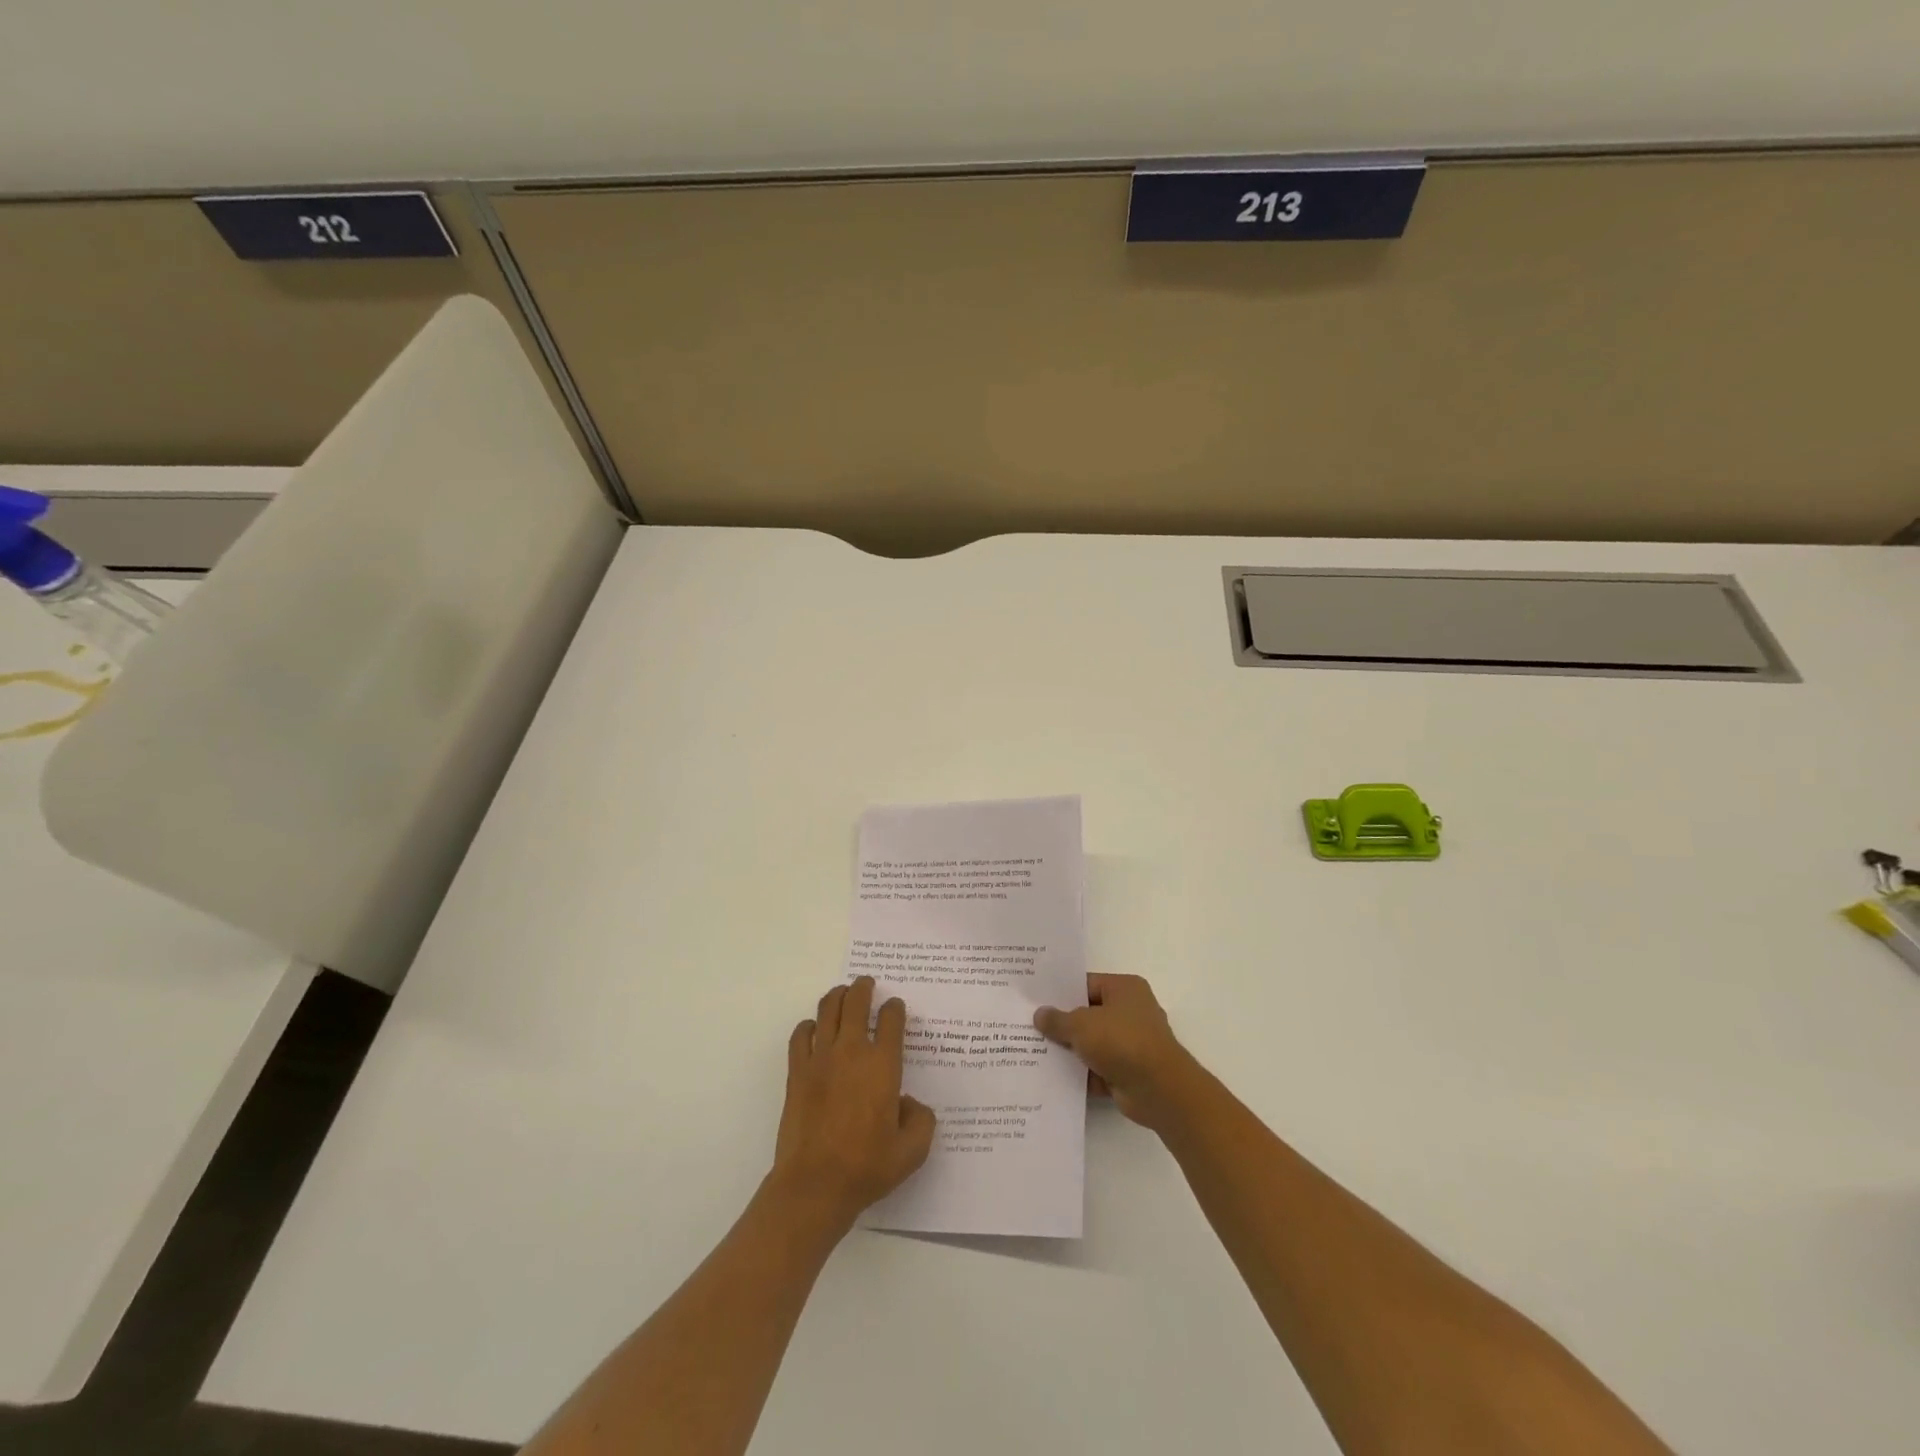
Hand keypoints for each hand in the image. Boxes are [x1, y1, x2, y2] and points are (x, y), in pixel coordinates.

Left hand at [770, 977, 935, 1230]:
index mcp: (883, 1065)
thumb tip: (909, 1103)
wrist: (815, 1185)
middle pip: (856, 1002)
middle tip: (867, 983)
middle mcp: (852, 1052)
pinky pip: (801, 1035)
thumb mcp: (912, 1151)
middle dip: (864, 988)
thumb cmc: (867, 1167)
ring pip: (827, 1010)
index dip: (895, 1008)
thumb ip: (921, 1120)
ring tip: (842, 994)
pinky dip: (808, 1026)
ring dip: (837, 996)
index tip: (895, 1008)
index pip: (891, 1019)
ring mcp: (820, 1059)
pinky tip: (813, 1030)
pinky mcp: (797, 1072)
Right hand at [1034, 974, 1199, 1129]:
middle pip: (1088, 1014)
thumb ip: (1058, 1019)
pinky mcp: (1128, 1072)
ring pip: (1092, 1043)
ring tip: (1033, 1050)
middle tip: (1029, 1025)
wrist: (1158, 1090)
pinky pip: (1097, 1069)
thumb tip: (1040, 1014)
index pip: (1086, 984)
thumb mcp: (1081, 1024)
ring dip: (1070, 1051)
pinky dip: (1080, 1074)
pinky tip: (1051, 1076)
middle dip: (1063, 1023)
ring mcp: (1131, 1044)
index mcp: (1124, 989)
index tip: (1035, 999)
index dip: (1061, 992)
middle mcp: (1131, 1012)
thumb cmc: (1121, 1041)